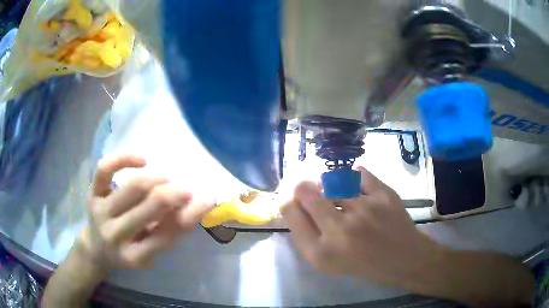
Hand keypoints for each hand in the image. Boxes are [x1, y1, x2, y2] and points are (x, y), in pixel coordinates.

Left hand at [76, 155, 214, 270]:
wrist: (96, 248)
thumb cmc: (127, 251)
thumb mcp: (150, 251)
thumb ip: (170, 232)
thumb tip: (193, 206)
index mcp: (135, 256)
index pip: (168, 233)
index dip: (190, 212)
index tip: (205, 198)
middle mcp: (116, 235)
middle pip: (152, 205)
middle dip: (176, 191)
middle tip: (184, 188)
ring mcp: (101, 212)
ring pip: (133, 186)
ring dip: (157, 178)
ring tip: (166, 178)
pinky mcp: (91, 194)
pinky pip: (105, 169)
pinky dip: (124, 158)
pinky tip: (142, 161)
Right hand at [280, 167, 438, 286]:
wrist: (403, 258)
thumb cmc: (362, 264)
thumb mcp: (327, 262)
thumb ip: (306, 236)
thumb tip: (293, 203)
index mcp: (321, 252)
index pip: (290, 211)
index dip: (286, 198)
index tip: (290, 195)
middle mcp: (340, 229)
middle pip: (305, 191)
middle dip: (302, 186)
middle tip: (308, 187)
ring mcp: (365, 209)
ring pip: (331, 180)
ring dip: (329, 183)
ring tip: (336, 191)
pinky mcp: (384, 195)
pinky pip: (359, 172)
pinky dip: (355, 176)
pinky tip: (357, 186)